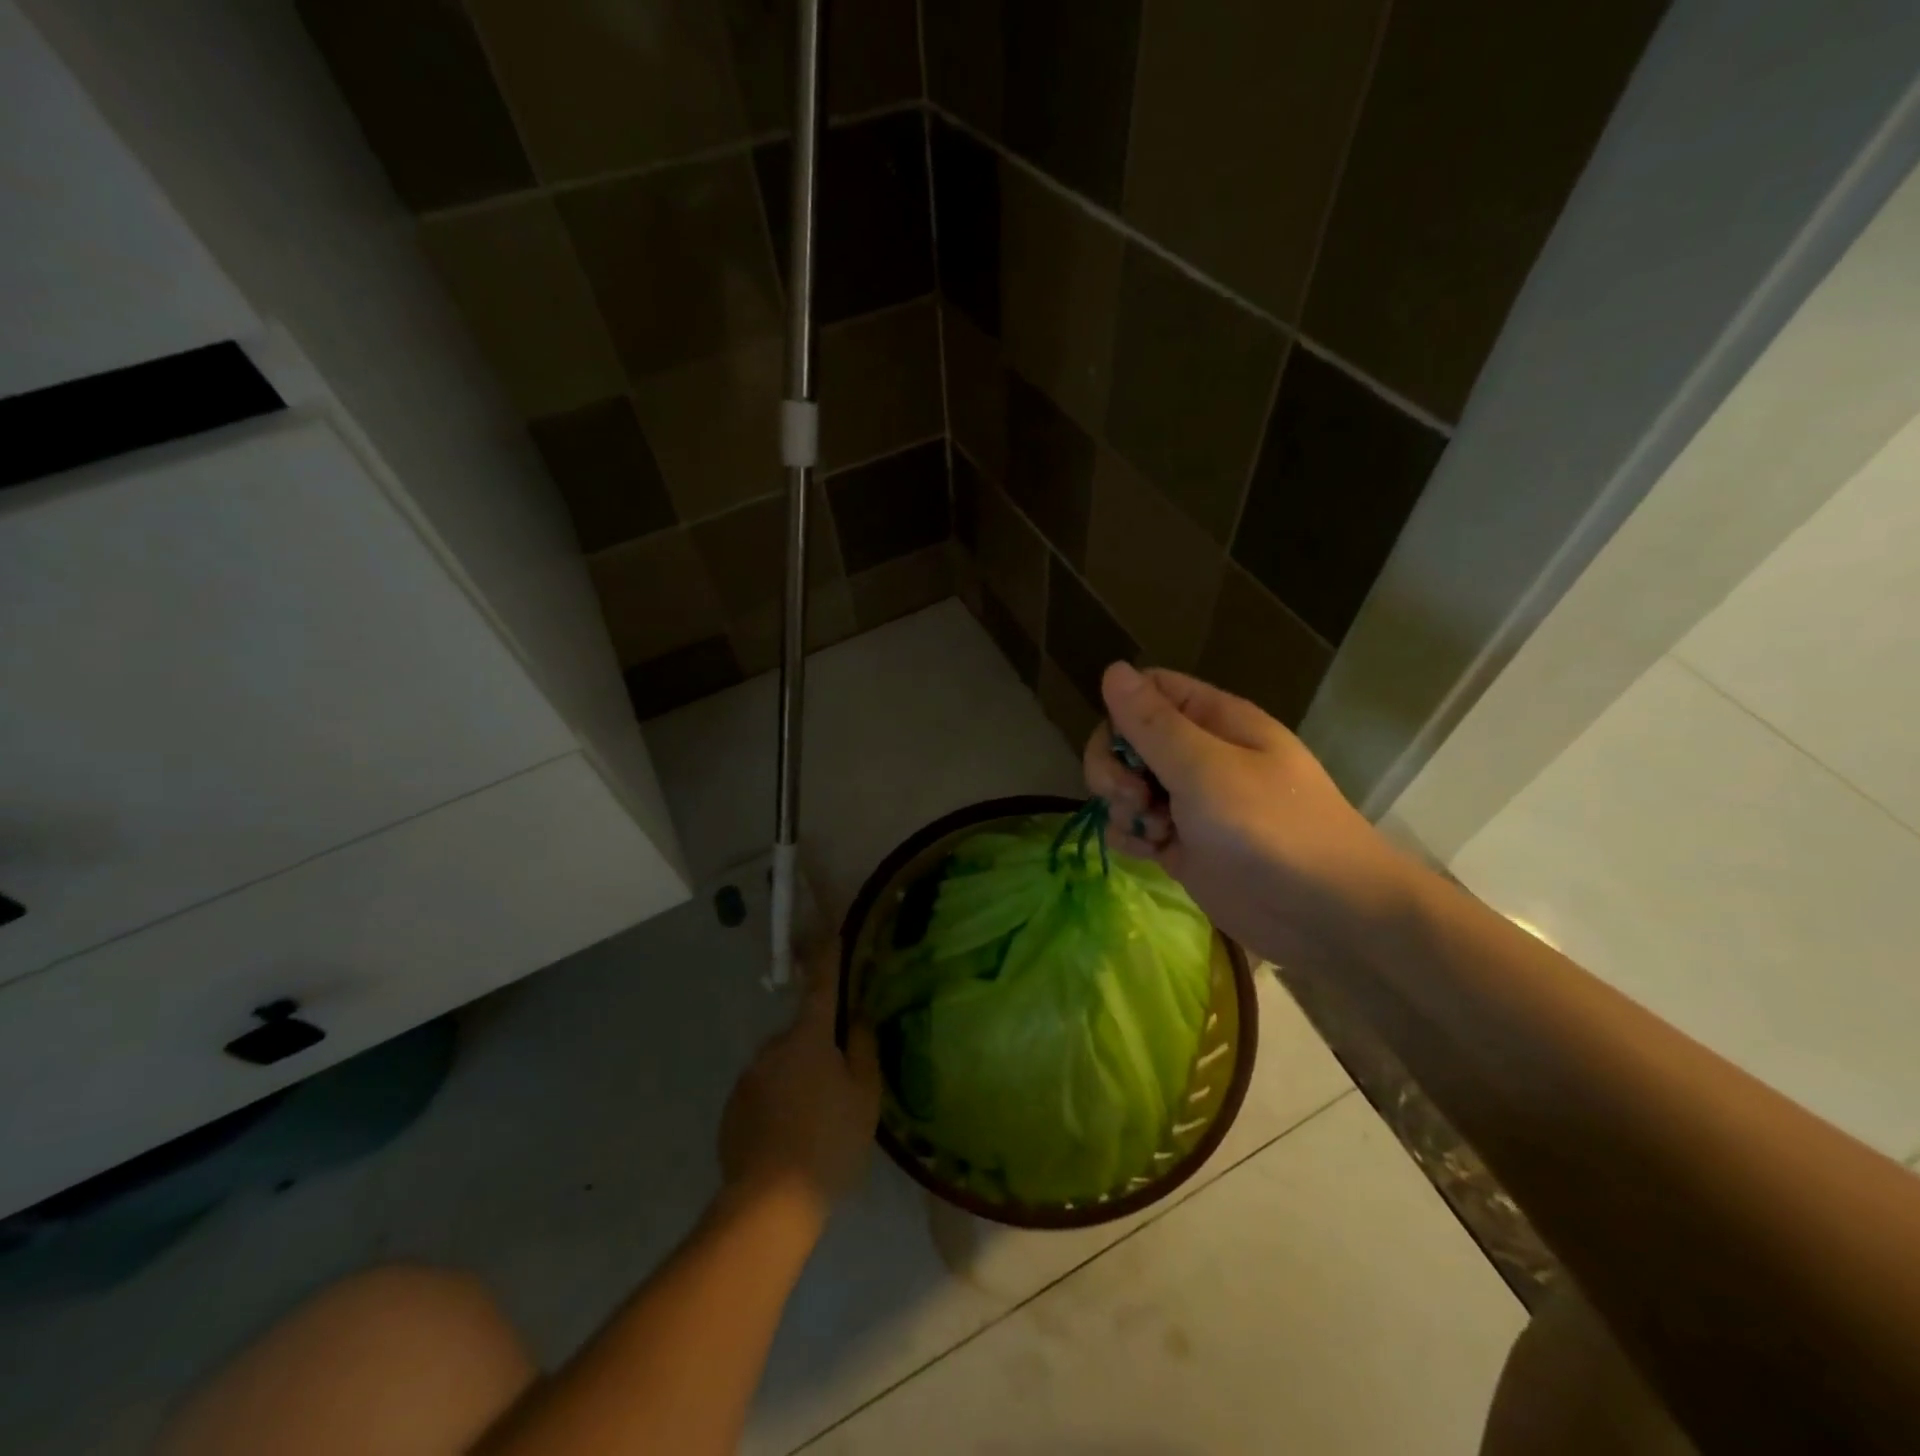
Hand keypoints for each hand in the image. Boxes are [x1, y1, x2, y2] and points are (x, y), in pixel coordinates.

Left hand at [718, 942, 880, 1223]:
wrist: (767, 1206)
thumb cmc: (828, 1144)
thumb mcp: (864, 1097)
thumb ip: (863, 1049)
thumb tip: (858, 1017)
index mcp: (808, 1038)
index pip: (821, 985)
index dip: (828, 957)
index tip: (830, 931)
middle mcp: (772, 1048)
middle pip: (803, 1034)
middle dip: (820, 1047)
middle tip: (840, 1084)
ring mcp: (747, 1079)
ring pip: (783, 1066)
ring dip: (798, 1078)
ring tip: (816, 1123)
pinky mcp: (732, 1111)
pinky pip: (764, 1093)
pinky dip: (778, 1104)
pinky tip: (790, 1139)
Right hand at [1084, 663, 1411, 967]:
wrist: (1325, 917)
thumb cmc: (1270, 830)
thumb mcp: (1205, 770)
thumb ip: (1152, 724)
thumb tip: (1112, 668)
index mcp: (1214, 721)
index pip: (1148, 691)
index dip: (1122, 714)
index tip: (1122, 749)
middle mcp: (1199, 754)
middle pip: (1127, 739)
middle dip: (1114, 766)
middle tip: (1132, 796)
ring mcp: (1189, 801)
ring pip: (1126, 784)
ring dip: (1121, 805)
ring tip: (1151, 830)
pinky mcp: (1182, 843)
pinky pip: (1136, 825)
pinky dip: (1132, 835)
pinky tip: (1148, 852)